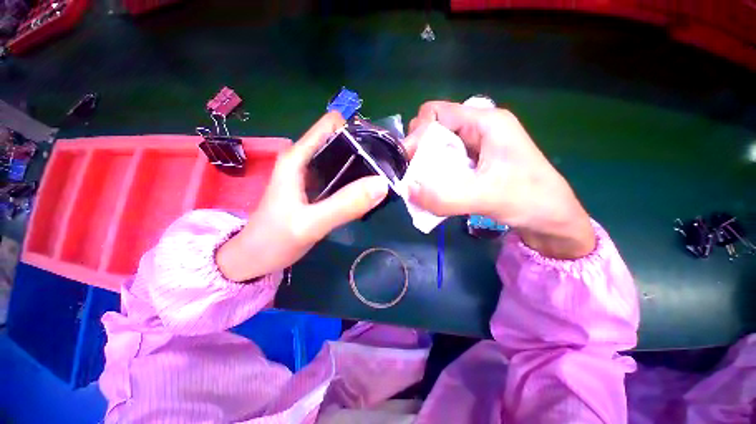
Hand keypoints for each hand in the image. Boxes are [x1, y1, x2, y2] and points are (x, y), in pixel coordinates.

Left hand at [216, 112, 389, 281]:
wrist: (254, 259)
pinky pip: (340, 177)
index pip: (331, 125)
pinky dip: (354, 182)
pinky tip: (365, 194)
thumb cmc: (274, 240)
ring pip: (341, 160)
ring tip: (380, 182)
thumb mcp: (310, 224)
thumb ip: (344, 205)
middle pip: (340, 141)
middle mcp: (304, 159)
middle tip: (385, 171)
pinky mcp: (315, 189)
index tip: (378, 150)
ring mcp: (310, 175)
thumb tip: (382, 184)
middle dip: (363, 151)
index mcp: (298, 157)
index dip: (356, 131)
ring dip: (361, 167)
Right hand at [404, 101, 594, 258]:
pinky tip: (433, 188)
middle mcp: (478, 128)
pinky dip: (433, 173)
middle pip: (433, 127)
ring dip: (424, 163)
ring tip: (423, 183)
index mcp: (485, 122)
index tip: (409, 162)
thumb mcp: (487, 198)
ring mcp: (475, 145)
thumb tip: (407, 191)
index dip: (418, 134)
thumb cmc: (530, 200)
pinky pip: (443, 161)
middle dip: (419, 149)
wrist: (551, 219)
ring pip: (437, 145)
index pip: (436, 113)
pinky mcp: (472, 161)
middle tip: (415, 174)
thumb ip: (445, 197)